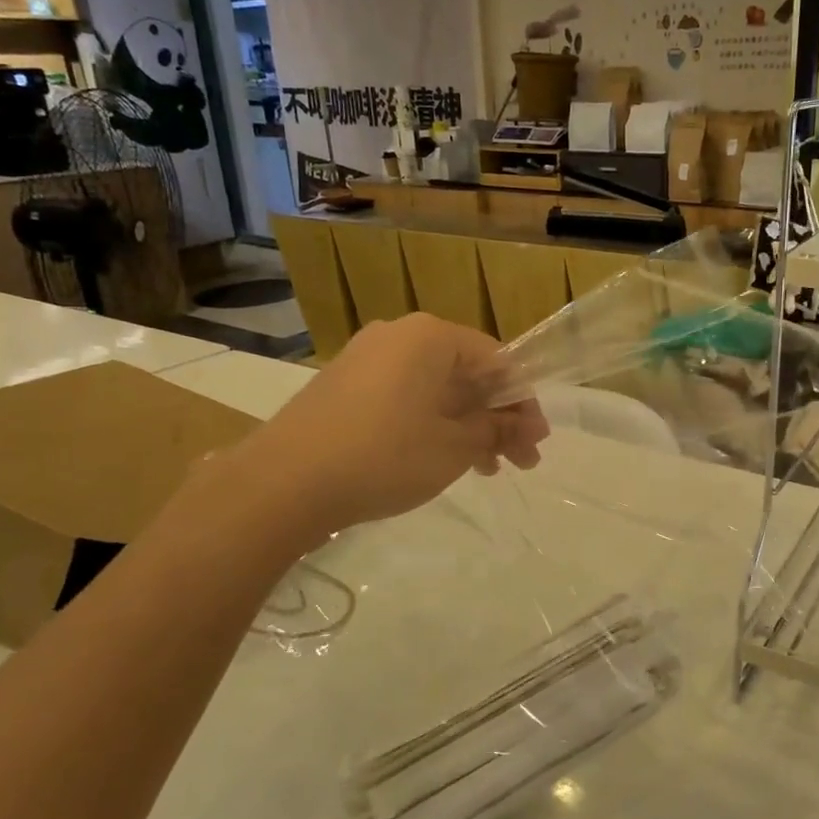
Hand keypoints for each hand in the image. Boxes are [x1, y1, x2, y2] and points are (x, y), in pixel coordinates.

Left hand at [240, 314, 548, 535]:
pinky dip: (432, 425)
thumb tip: (525, 426)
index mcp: (431, 337)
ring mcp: (366, 359)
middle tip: (519, 462)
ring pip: (436, 390)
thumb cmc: (385, 455)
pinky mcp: (344, 386)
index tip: (536, 441)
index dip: (523, 402)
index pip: (497, 360)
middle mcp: (399, 336)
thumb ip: (496, 430)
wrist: (283, 483)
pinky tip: (442, 460)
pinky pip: (405, 398)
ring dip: (467, 426)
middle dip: (497, 418)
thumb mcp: (455, 447)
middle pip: (466, 375)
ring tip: (486, 469)